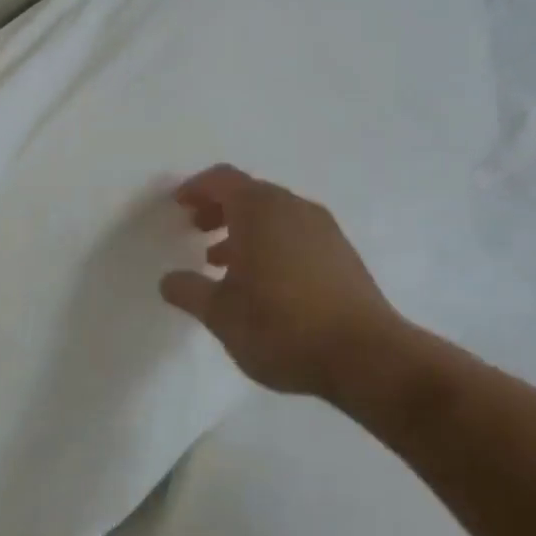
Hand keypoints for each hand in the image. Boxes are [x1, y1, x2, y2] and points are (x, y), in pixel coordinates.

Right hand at [160, 164, 399, 396]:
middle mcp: (293, 207)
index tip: (179, 206)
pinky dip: (272, 243)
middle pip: (249, 193)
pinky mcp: (343, 253)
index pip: (222, 179)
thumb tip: (169, 280)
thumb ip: (190, 291)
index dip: (196, 188)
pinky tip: (264, 283)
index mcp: (260, 210)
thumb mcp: (221, 314)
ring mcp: (323, 229)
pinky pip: (296, 233)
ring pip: (275, 215)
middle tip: (196, 230)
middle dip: (219, 208)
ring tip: (223, 264)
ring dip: (245, 230)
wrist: (366, 356)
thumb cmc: (282, 326)